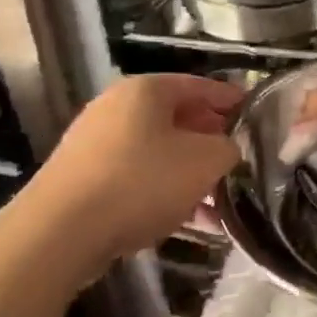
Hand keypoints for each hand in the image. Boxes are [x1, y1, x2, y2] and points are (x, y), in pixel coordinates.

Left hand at [37, 74, 243, 262]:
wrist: (61, 231)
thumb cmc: (142, 181)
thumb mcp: (205, 161)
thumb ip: (228, 148)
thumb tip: (228, 149)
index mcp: (146, 90)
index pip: (199, 85)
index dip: (230, 99)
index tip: (254, 114)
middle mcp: (117, 107)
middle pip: (177, 118)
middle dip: (210, 140)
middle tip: (238, 159)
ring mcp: (96, 143)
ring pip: (158, 152)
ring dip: (190, 173)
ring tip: (219, 201)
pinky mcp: (84, 178)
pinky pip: (137, 177)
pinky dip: (164, 191)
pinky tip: (187, 220)